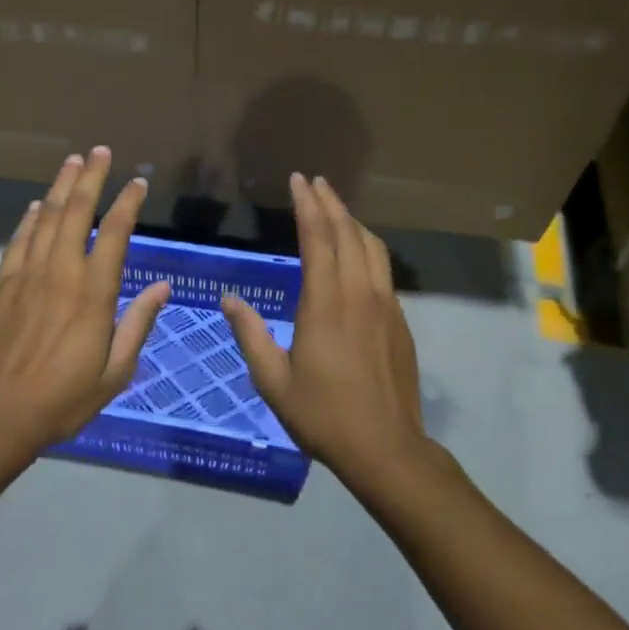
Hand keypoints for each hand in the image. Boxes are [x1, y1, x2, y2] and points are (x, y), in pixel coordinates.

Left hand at [0, 147, 169, 451]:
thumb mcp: (115, 371)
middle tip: (100, 151)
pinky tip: (35, 205)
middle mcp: (62, 272)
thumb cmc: (64, 397)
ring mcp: (28, 274)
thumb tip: (162, 288)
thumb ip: (138, 324)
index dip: (127, 203)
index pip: (115, 233)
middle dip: (91, 177)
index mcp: (94, 292)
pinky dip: (28, 219)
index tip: (137, 182)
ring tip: (72, 161)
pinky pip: (18, 241)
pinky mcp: (2, 284)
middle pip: (77, 212)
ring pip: (46, 218)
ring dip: (60, 187)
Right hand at [220, 173, 427, 481]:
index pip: (318, 238)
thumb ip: (250, 335)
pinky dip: (366, 246)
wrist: (387, 449)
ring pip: (371, 246)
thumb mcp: (273, 381)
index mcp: (325, 304)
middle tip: (314, 181)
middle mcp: (358, 294)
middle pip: (347, 232)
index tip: (298, 179)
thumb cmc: (324, 415)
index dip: (307, 205)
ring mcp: (385, 305)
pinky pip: (382, 268)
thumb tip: (229, 300)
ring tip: (335, 207)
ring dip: (352, 220)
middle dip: (330, 201)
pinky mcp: (399, 320)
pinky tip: (357, 252)